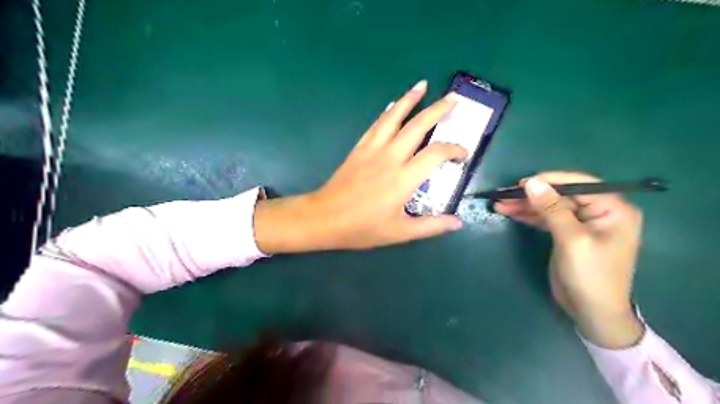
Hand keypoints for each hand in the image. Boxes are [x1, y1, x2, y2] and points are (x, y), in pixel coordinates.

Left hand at [253, 78, 466, 252]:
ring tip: (422, 85)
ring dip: (410, 99)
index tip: (462, 154)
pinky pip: (376, 124)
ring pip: (394, 117)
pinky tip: (393, 104)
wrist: (325, 218)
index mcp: (404, 178)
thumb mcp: (400, 233)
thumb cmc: (362, 228)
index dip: (454, 149)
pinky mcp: (359, 148)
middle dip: (438, 110)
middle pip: (418, 125)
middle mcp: (391, 157)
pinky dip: (388, 111)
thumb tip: (458, 222)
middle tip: (453, 99)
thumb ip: (431, 226)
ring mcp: (373, 149)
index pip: (436, 153)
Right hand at [496, 171, 646, 347]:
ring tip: (500, 203)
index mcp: (612, 208)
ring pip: (550, 206)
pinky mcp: (568, 234)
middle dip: (532, 195)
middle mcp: (599, 211)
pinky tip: (511, 213)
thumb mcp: (571, 239)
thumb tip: (532, 182)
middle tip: (504, 194)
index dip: (549, 180)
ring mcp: (582, 223)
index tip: (521, 183)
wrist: (592, 312)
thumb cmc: (590, 275)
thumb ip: (552, 208)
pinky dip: (530, 216)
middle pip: (560, 195)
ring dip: (526, 205)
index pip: (579, 184)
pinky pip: (547, 218)